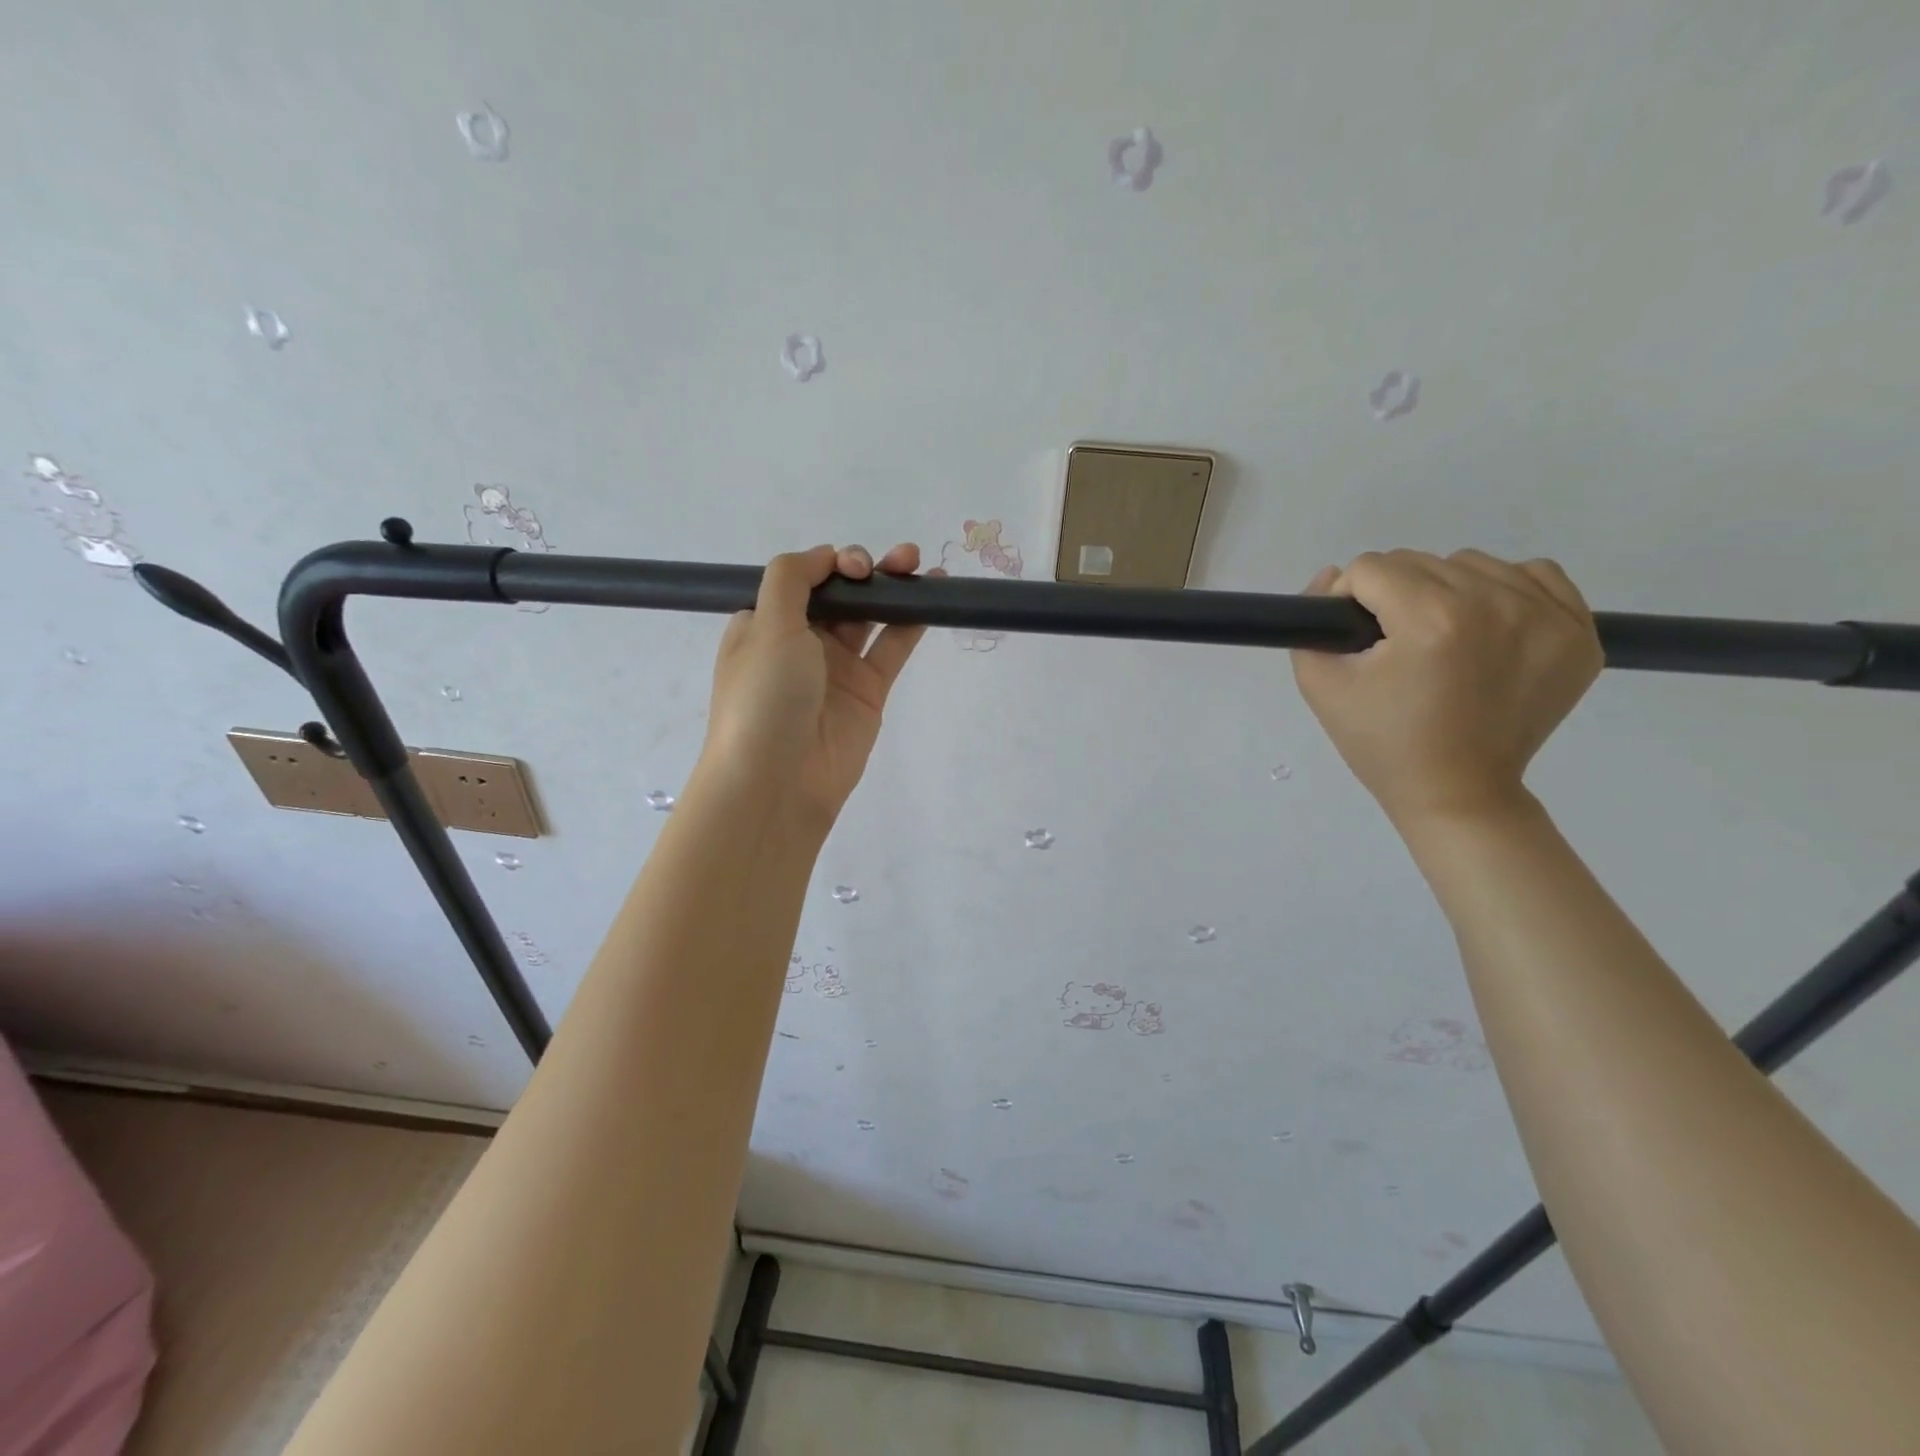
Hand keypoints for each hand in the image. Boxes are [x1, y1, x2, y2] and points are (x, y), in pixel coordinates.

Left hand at [698, 543, 930, 832]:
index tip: (851, 567)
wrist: (778, 782)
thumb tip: (824, 555)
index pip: (800, 580)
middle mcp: (799, 642)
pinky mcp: (868, 692)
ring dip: (891, 589)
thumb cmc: (763, 697)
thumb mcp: (767, 627)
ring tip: (918, 564)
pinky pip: (891, 649)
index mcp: (764, 624)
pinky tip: (931, 598)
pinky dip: (911, 623)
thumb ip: (792, 579)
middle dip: (865, 571)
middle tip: (896, 560)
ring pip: (869, 618)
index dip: (828, 564)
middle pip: (838, 595)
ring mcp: (836, 668)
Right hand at [1291, 549, 1602, 827]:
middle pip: (1419, 561)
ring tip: (1439, 640)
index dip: (1347, 599)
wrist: (1458, 792)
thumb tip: (1332, 575)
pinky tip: (1486, 629)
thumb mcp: (1321, 686)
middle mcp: (1496, 604)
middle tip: (1394, 647)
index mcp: (1432, 620)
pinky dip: (1503, 591)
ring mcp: (1547, 615)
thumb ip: (1311, 624)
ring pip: (1471, 564)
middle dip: (1393, 596)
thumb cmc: (1383, 744)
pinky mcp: (1578, 631)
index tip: (1354, 638)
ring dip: (1444, 591)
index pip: (1371, 568)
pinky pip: (1534, 575)